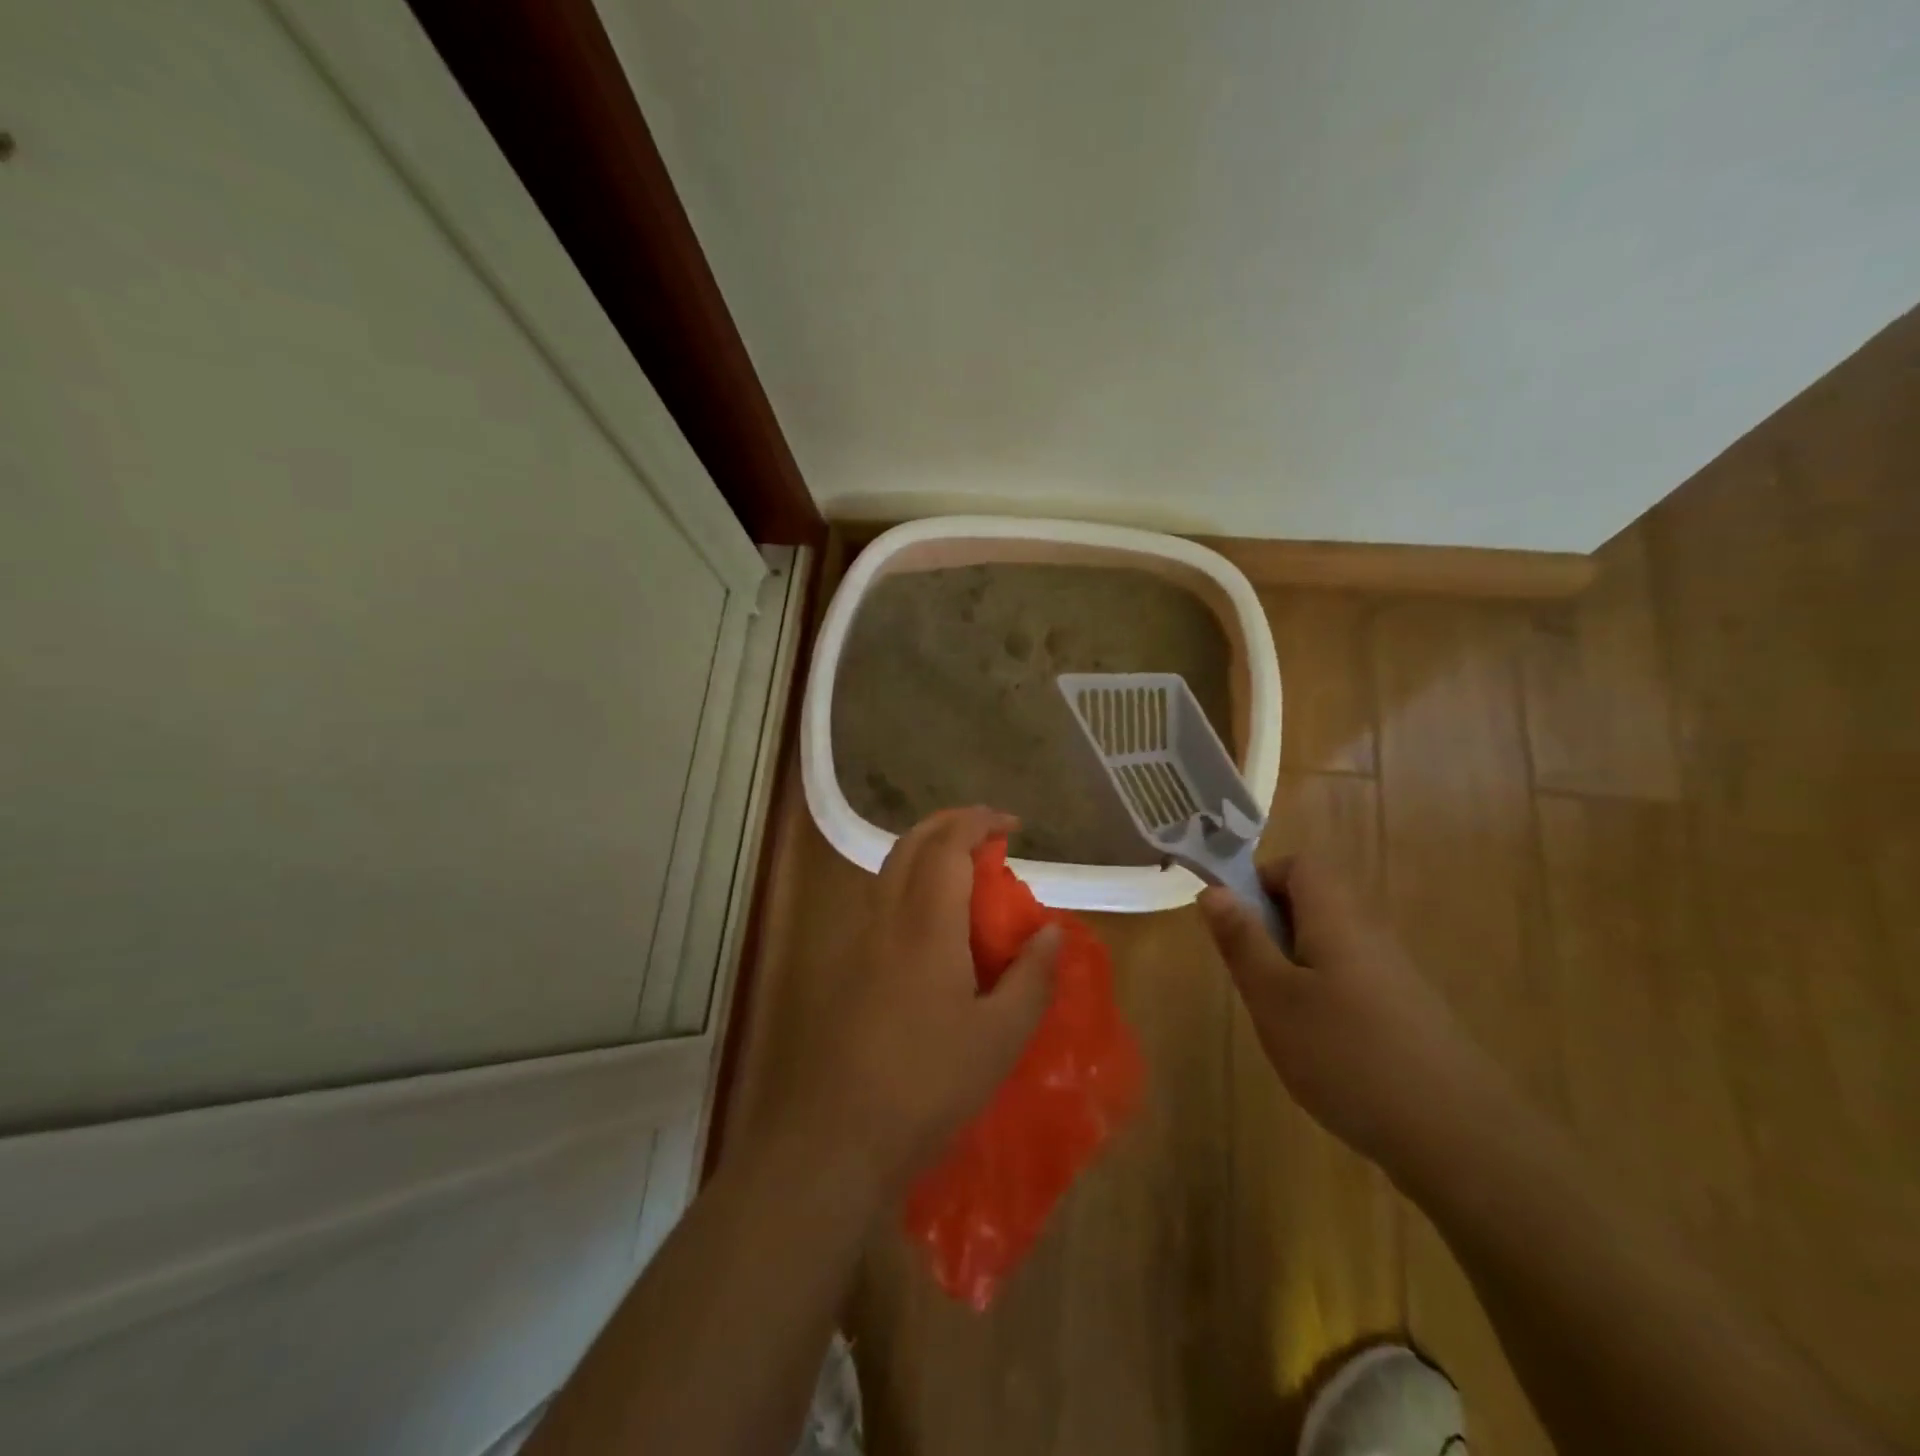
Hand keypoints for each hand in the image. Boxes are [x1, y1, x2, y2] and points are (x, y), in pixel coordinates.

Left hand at [787, 807, 1060, 1195]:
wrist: (835, 1137)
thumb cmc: (927, 1085)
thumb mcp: (999, 1038)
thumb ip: (1031, 979)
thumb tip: (1051, 933)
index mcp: (926, 925)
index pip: (948, 846)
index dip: (979, 823)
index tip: (1012, 826)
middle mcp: (885, 919)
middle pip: (910, 844)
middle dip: (949, 824)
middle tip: (987, 835)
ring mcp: (856, 942)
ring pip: (889, 871)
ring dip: (926, 854)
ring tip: (965, 876)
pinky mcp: (842, 968)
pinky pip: (879, 903)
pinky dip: (909, 887)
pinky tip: (931, 927)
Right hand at [1198, 857, 1500, 1176]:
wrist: (1459, 1138)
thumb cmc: (1347, 1055)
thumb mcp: (1274, 997)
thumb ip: (1242, 940)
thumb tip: (1214, 890)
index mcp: (1337, 918)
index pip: (1299, 865)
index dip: (1260, 880)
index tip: (1235, 924)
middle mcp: (1370, 934)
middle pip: (1315, 903)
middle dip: (1272, 929)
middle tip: (1253, 978)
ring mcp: (1395, 976)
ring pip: (1331, 946)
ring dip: (1294, 966)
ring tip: (1281, 1019)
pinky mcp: (1408, 1014)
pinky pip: (1352, 981)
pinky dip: (1324, 998)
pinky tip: (1321, 1050)